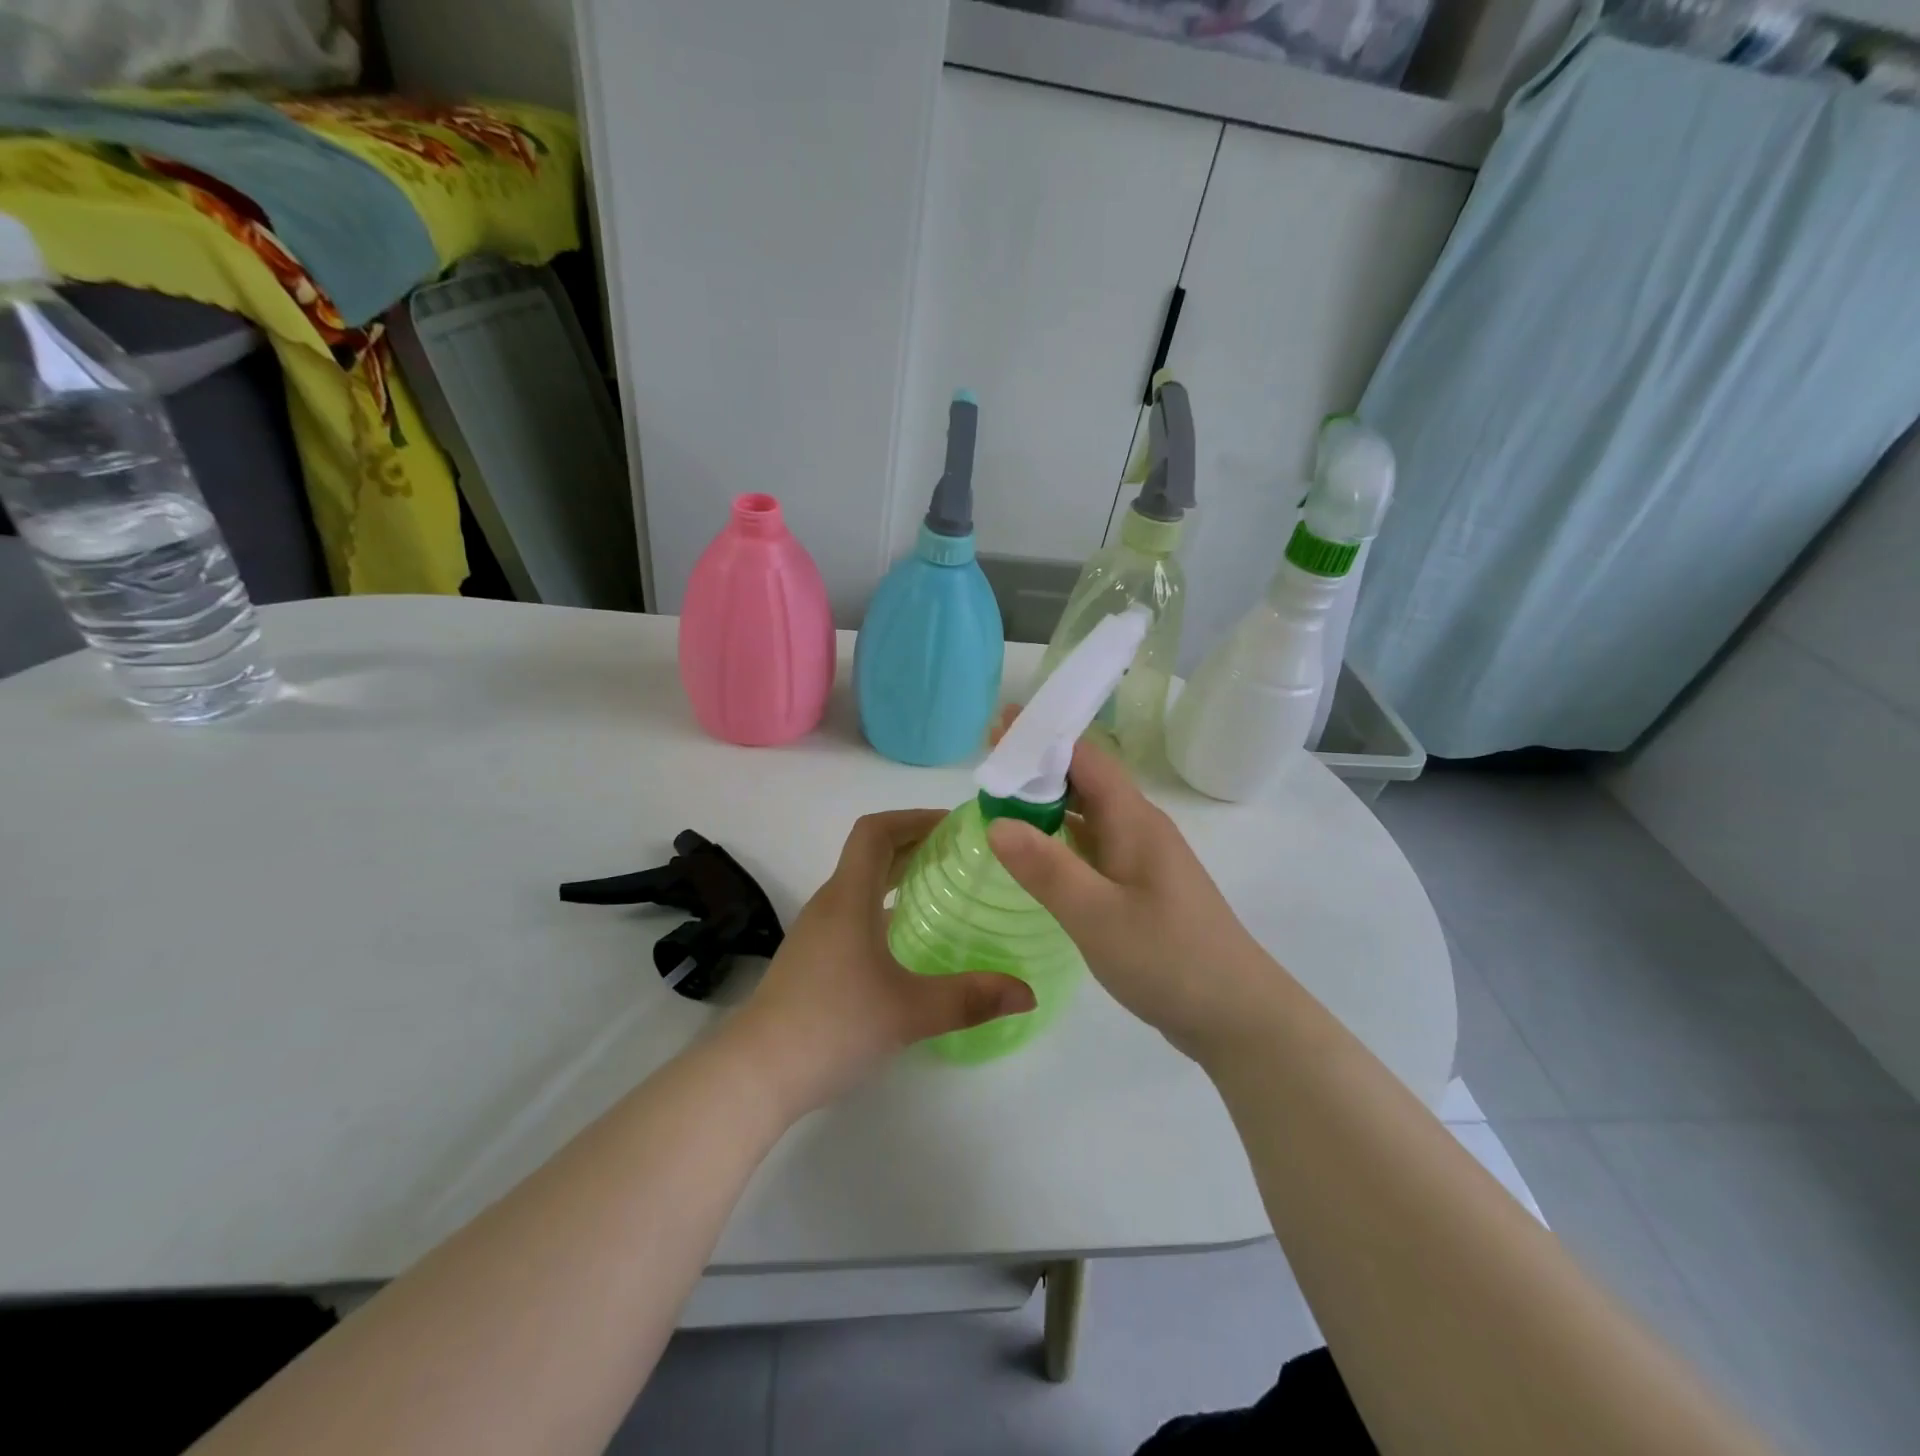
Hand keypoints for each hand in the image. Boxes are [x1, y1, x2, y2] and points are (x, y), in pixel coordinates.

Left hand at [729, 810, 1035, 1114]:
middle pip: (870, 852)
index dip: (914, 817)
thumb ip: (970, 998)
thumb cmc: (832, 1026)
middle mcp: (830, 903)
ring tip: (943, 888)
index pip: (876, 831)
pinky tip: (909, 937)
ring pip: (861, 883)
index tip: (955, 826)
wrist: (756, 1073)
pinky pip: (853, 910)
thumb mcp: (910, 1011)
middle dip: (915, 843)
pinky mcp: (812, 957)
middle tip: (963, 855)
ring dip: (899, 874)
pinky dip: (884, 904)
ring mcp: (817, 931)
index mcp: (849, 897)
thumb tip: (1028, 992)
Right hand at [985, 724, 1282, 1061]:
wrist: (1238, 1015)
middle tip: (987, 762)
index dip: (1041, 738)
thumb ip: (1046, 869)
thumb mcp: (1098, 917)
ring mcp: (1142, 858)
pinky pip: (1093, 845)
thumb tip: (996, 821)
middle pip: (1085, 779)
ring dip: (1047, 801)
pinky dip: (1060, 837)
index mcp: (1133, 820)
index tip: (997, 728)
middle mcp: (1139, 828)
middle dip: (1037, 766)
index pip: (1084, 757)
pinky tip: (1036, 852)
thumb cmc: (1170, 960)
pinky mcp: (1140, 886)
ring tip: (1000, 800)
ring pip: (1088, 813)